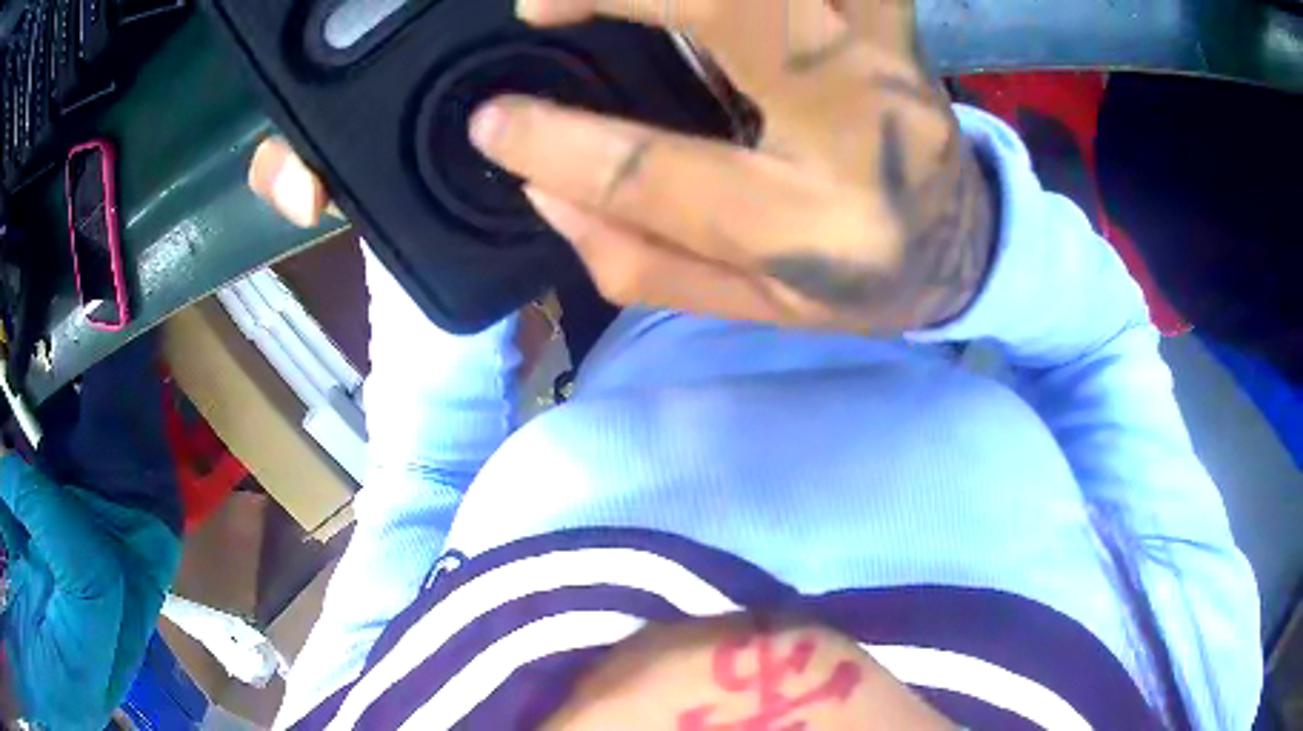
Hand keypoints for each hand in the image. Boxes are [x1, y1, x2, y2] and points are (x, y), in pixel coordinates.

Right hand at [473, 0, 995, 332]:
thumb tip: (540, 186)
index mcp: (817, 229)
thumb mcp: (756, 307)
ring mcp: (890, 58)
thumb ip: (642, 258)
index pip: (659, 172)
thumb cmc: (861, 285)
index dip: (555, 142)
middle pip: (733, 13)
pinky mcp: (897, 21)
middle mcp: (862, 129)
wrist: (966, 246)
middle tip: (542, 3)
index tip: (490, 122)